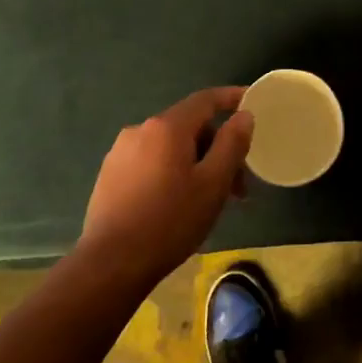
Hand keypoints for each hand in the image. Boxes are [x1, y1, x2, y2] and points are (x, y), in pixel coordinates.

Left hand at [76, 87, 253, 289]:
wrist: (111, 264)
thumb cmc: (171, 221)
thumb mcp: (213, 183)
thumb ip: (232, 143)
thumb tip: (243, 115)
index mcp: (167, 127)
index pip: (205, 100)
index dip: (231, 98)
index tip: (251, 102)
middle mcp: (140, 130)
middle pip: (189, 128)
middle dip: (217, 149)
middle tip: (237, 186)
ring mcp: (120, 153)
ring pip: (170, 148)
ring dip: (196, 165)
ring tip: (210, 200)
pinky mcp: (110, 175)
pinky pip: (151, 162)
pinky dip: (173, 172)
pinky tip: (179, 204)